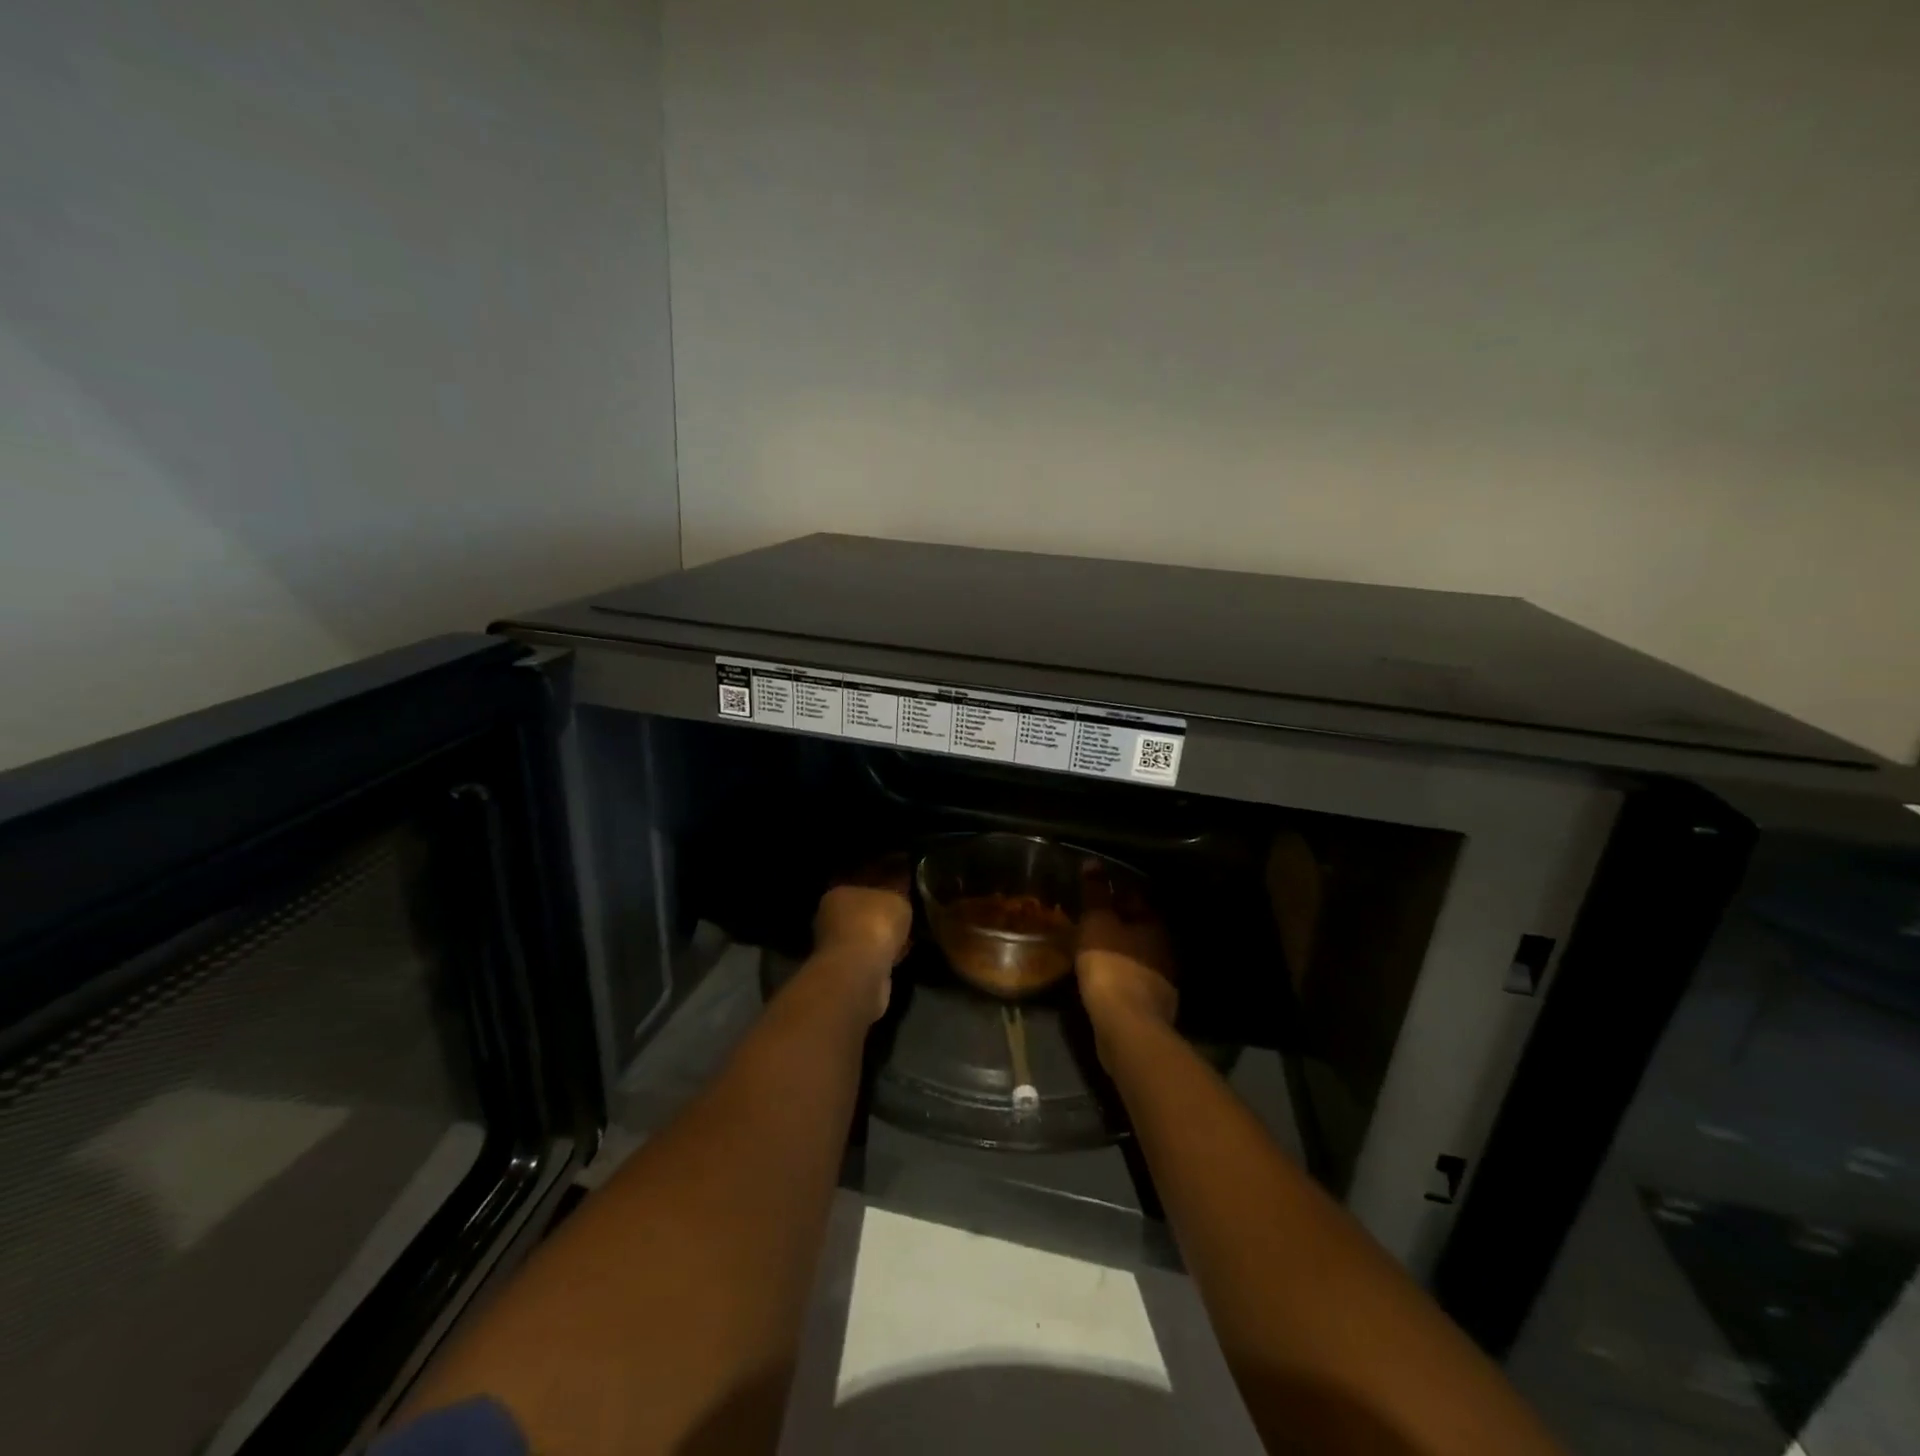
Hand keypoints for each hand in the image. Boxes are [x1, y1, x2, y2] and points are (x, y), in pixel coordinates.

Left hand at [812, 855, 912, 1021]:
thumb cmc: (875, 923)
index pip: (861, 879)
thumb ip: (899, 890)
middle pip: (861, 908)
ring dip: (882, 934)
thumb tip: (902, 883)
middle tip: (907, 906)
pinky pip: (873, 954)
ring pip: (866, 933)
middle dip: (881, 909)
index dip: (882, 878)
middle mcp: (830, 917)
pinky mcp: (848, 971)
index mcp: (837, 892)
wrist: (861, 973)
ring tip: (908, 930)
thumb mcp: (896, 897)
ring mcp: (836, 947)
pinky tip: (902, 952)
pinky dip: (885, 954)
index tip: (902, 880)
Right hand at [1076, 863, 1176, 1049]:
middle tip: (1089, 918)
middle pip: (1138, 926)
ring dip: (1117, 949)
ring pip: (1136, 953)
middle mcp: (1165, 948)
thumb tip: (1093, 862)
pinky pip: (1132, 978)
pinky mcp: (1152, 1004)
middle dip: (1117, 921)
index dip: (1114, 891)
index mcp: (1155, 924)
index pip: (1135, 897)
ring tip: (1090, 946)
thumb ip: (1095, 893)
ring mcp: (1162, 979)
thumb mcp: (1097, 922)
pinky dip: (1117, 972)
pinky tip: (1100, 975)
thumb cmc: (1111, 965)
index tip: (1093, 891)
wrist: (1127, 1026)